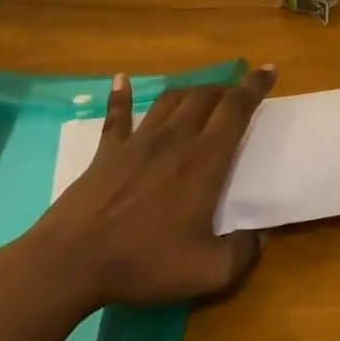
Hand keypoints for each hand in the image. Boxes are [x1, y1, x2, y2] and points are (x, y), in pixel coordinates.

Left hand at [15, 67, 276, 313]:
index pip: (235, 110)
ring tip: (203, 95)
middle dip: (227, 89)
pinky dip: (121, 95)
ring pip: (170, 101)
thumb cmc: (143, 262)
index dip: (254, 87)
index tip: (269, 70)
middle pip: (205, 98)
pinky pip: (118, 115)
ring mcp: (137, 142)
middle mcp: (174, 140)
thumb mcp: (208, 271)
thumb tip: (261, 237)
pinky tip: (122, 79)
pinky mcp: (106, 152)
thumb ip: (243, 252)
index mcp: (204, 161)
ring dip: (191, 91)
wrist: (70, 263)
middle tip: (239, 93)